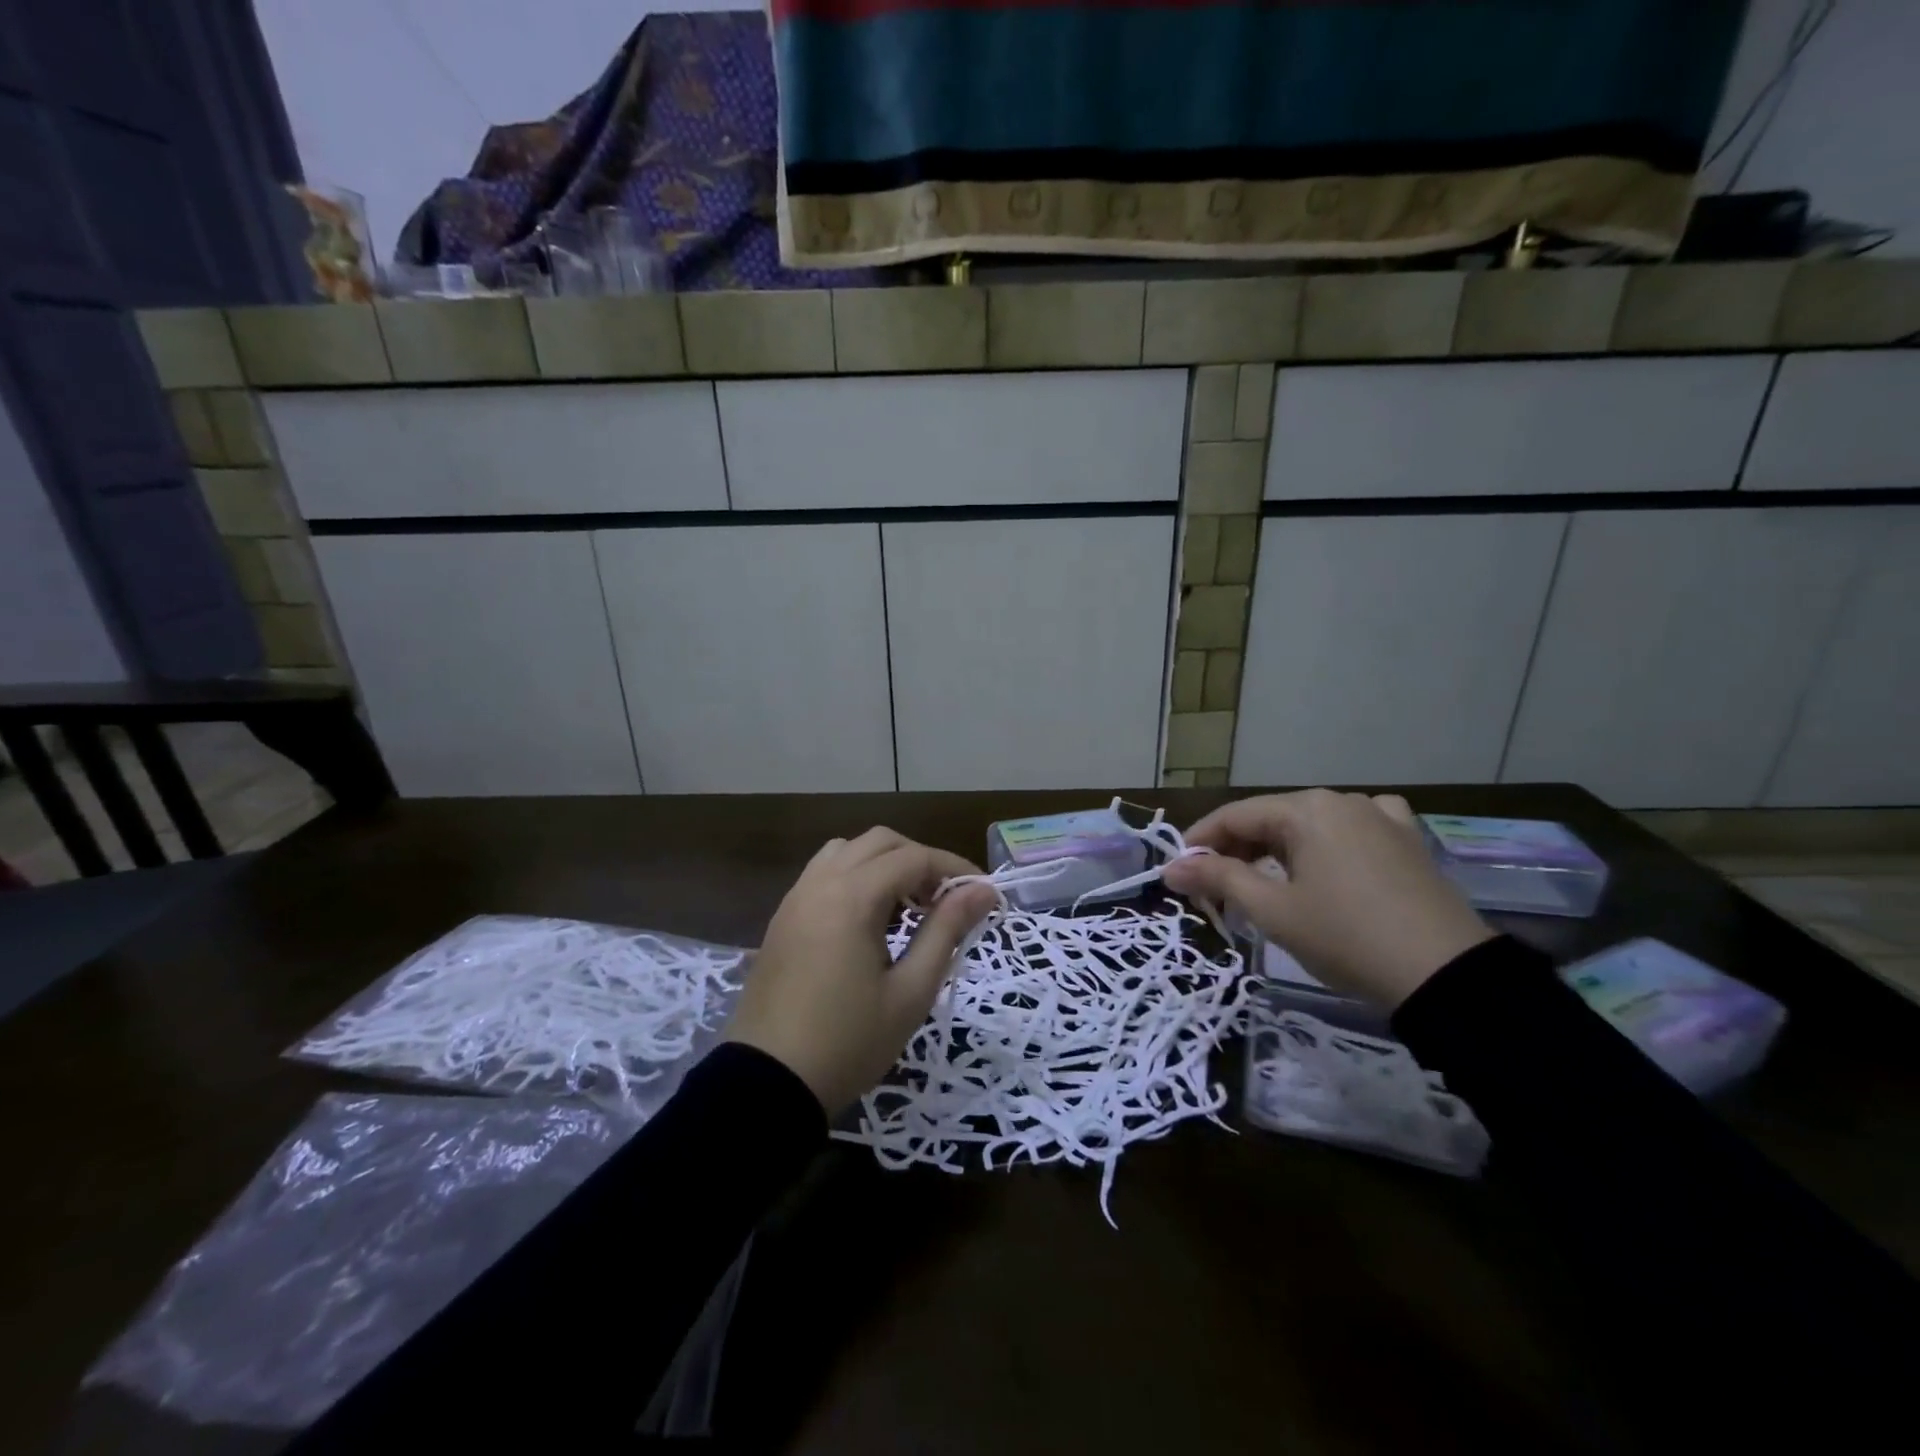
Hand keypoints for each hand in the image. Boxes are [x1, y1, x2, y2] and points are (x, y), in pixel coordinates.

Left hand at [724, 828, 997, 1113]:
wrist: (766, 1083)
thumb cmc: (848, 1042)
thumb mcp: (911, 991)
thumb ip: (947, 930)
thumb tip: (982, 891)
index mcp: (852, 897)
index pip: (914, 858)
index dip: (954, 868)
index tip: (984, 894)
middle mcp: (820, 883)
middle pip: (880, 842)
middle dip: (920, 860)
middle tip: (946, 900)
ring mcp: (796, 898)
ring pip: (848, 851)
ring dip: (884, 864)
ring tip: (908, 906)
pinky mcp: (783, 917)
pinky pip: (824, 874)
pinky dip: (855, 877)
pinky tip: (870, 919)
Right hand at [1162, 790, 1493, 1008]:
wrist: (1446, 976)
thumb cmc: (1345, 937)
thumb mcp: (1272, 911)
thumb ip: (1217, 880)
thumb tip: (1170, 868)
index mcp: (1305, 809)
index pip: (1234, 816)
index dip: (1200, 842)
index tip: (1178, 871)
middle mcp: (1342, 800)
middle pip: (1271, 818)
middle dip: (1237, 850)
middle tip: (1215, 889)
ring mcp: (1381, 817)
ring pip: (1310, 826)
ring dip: (1278, 851)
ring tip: (1263, 885)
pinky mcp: (1408, 841)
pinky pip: (1353, 830)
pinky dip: (1327, 845)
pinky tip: (1328, 862)